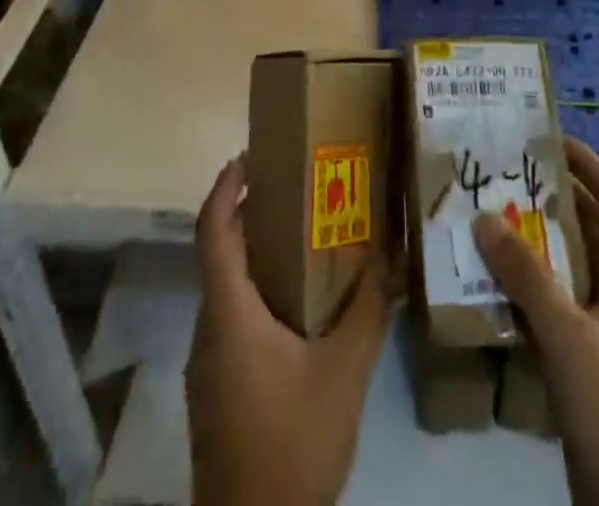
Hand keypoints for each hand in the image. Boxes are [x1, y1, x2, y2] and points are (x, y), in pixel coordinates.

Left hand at [186, 156, 389, 505]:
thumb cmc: (292, 444)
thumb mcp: (345, 373)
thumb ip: (369, 309)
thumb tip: (391, 254)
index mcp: (229, 313)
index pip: (212, 230)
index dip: (226, 185)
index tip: (251, 154)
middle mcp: (209, 329)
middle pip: (220, 253)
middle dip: (251, 213)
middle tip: (297, 187)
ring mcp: (208, 363)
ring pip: (227, 288)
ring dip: (257, 255)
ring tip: (305, 237)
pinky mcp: (217, 390)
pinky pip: (232, 318)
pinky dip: (258, 292)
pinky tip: (298, 305)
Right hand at [472, 139, 598, 505]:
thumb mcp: (570, 337)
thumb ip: (528, 277)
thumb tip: (483, 217)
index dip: (589, 165)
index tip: (548, 139)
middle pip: (584, 227)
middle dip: (546, 197)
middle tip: (501, 175)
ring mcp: (598, 329)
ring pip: (561, 266)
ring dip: (527, 244)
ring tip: (482, 219)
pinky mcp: (579, 362)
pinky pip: (546, 307)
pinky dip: (519, 290)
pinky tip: (483, 285)